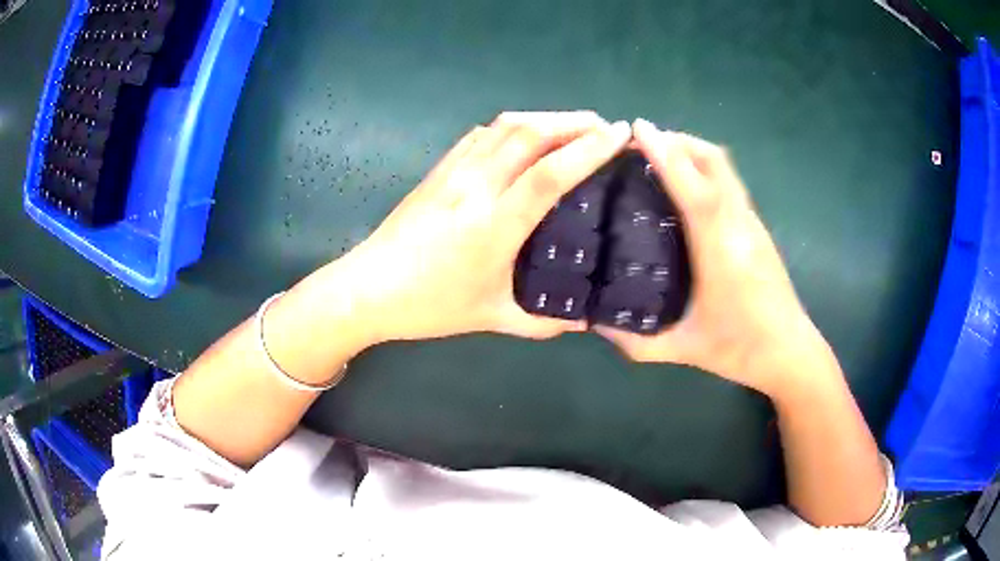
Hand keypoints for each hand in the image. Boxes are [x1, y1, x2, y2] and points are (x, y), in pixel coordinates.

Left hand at [315, 112, 631, 344]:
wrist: (368, 289)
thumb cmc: (429, 307)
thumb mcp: (491, 318)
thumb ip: (544, 322)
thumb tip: (586, 321)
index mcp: (493, 227)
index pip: (549, 174)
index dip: (589, 149)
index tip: (620, 135)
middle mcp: (475, 189)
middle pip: (530, 133)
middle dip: (575, 121)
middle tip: (606, 127)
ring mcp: (453, 173)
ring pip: (505, 125)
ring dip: (546, 117)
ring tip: (575, 126)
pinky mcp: (439, 170)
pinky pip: (481, 134)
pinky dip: (513, 126)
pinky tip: (526, 136)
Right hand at [596, 119, 827, 395]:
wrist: (789, 351)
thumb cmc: (739, 349)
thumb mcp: (682, 348)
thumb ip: (635, 340)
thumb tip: (596, 323)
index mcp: (720, 250)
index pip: (694, 188)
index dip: (666, 154)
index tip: (638, 129)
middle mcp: (739, 225)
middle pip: (714, 161)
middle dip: (678, 141)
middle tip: (641, 143)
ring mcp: (751, 222)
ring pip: (724, 167)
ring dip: (692, 151)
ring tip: (659, 157)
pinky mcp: (756, 227)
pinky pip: (728, 181)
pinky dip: (704, 168)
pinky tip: (685, 187)